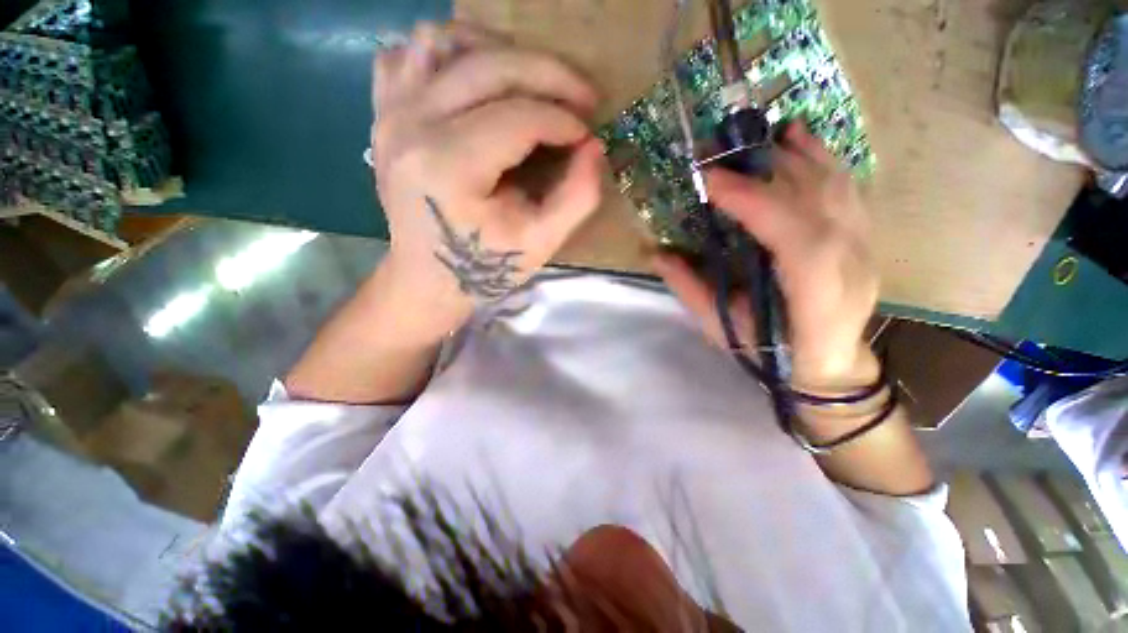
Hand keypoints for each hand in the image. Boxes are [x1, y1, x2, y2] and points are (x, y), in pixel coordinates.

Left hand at [371, 23, 605, 336]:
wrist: (427, 279)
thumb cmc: (483, 268)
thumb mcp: (541, 243)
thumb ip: (577, 197)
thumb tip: (594, 147)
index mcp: (448, 167)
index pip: (518, 116)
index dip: (564, 120)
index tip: (587, 135)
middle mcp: (411, 126)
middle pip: (489, 65)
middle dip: (549, 74)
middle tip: (581, 97)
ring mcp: (390, 113)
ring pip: (445, 41)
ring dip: (499, 52)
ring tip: (532, 84)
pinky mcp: (383, 114)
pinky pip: (410, 54)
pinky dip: (449, 55)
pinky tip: (477, 83)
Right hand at [653, 124, 879, 391]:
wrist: (829, 362)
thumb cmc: (770, 351)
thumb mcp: (722, 327)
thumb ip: (690, 289)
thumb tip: (655, 253)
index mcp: (817, 297)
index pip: (796, 239)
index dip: (755, 203)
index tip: (710, 181)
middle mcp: (851, 264)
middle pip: (817, 202)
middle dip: (766, 171)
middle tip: (720, 153)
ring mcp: (866, 246)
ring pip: (836, 187)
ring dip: (796, 154)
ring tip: (758, 134)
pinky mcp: (865, 235)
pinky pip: (847, 186)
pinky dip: (822, 157)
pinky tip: (800, 137)